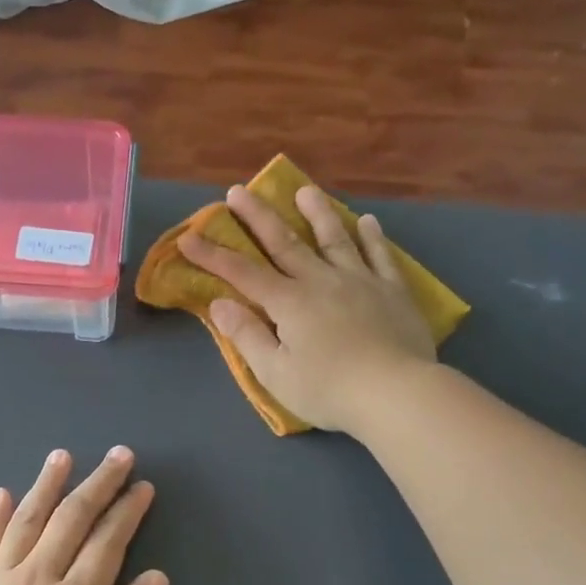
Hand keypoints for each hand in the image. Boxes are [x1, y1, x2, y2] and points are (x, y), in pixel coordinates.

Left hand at [0, 447, 169, 584]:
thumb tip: (158, 576)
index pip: (108, 540)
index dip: (128, 510)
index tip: (143, 487)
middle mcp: (37, 577)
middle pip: (70, 518)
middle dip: (98, 483)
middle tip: (118, 456)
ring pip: (26, 519)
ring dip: (46, 484)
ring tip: (62, 456)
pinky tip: (1, 494)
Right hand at [178, 184, 436, 433]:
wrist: (396, 393)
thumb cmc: (328, 390)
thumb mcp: (275, 373)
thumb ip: (247, 335)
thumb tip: (219, 303)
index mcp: (289, 302)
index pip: (242, 273)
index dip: (212, 255)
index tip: (189, 237)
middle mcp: (321, 281)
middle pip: (284, 243)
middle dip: (258, 217)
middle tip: (238, 191)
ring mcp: (360, 281)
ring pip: (334, 238)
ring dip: (317, 212)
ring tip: (304, 191)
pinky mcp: (392, 291)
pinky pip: (380, 256)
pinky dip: (372, 237)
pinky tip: (367, 221)